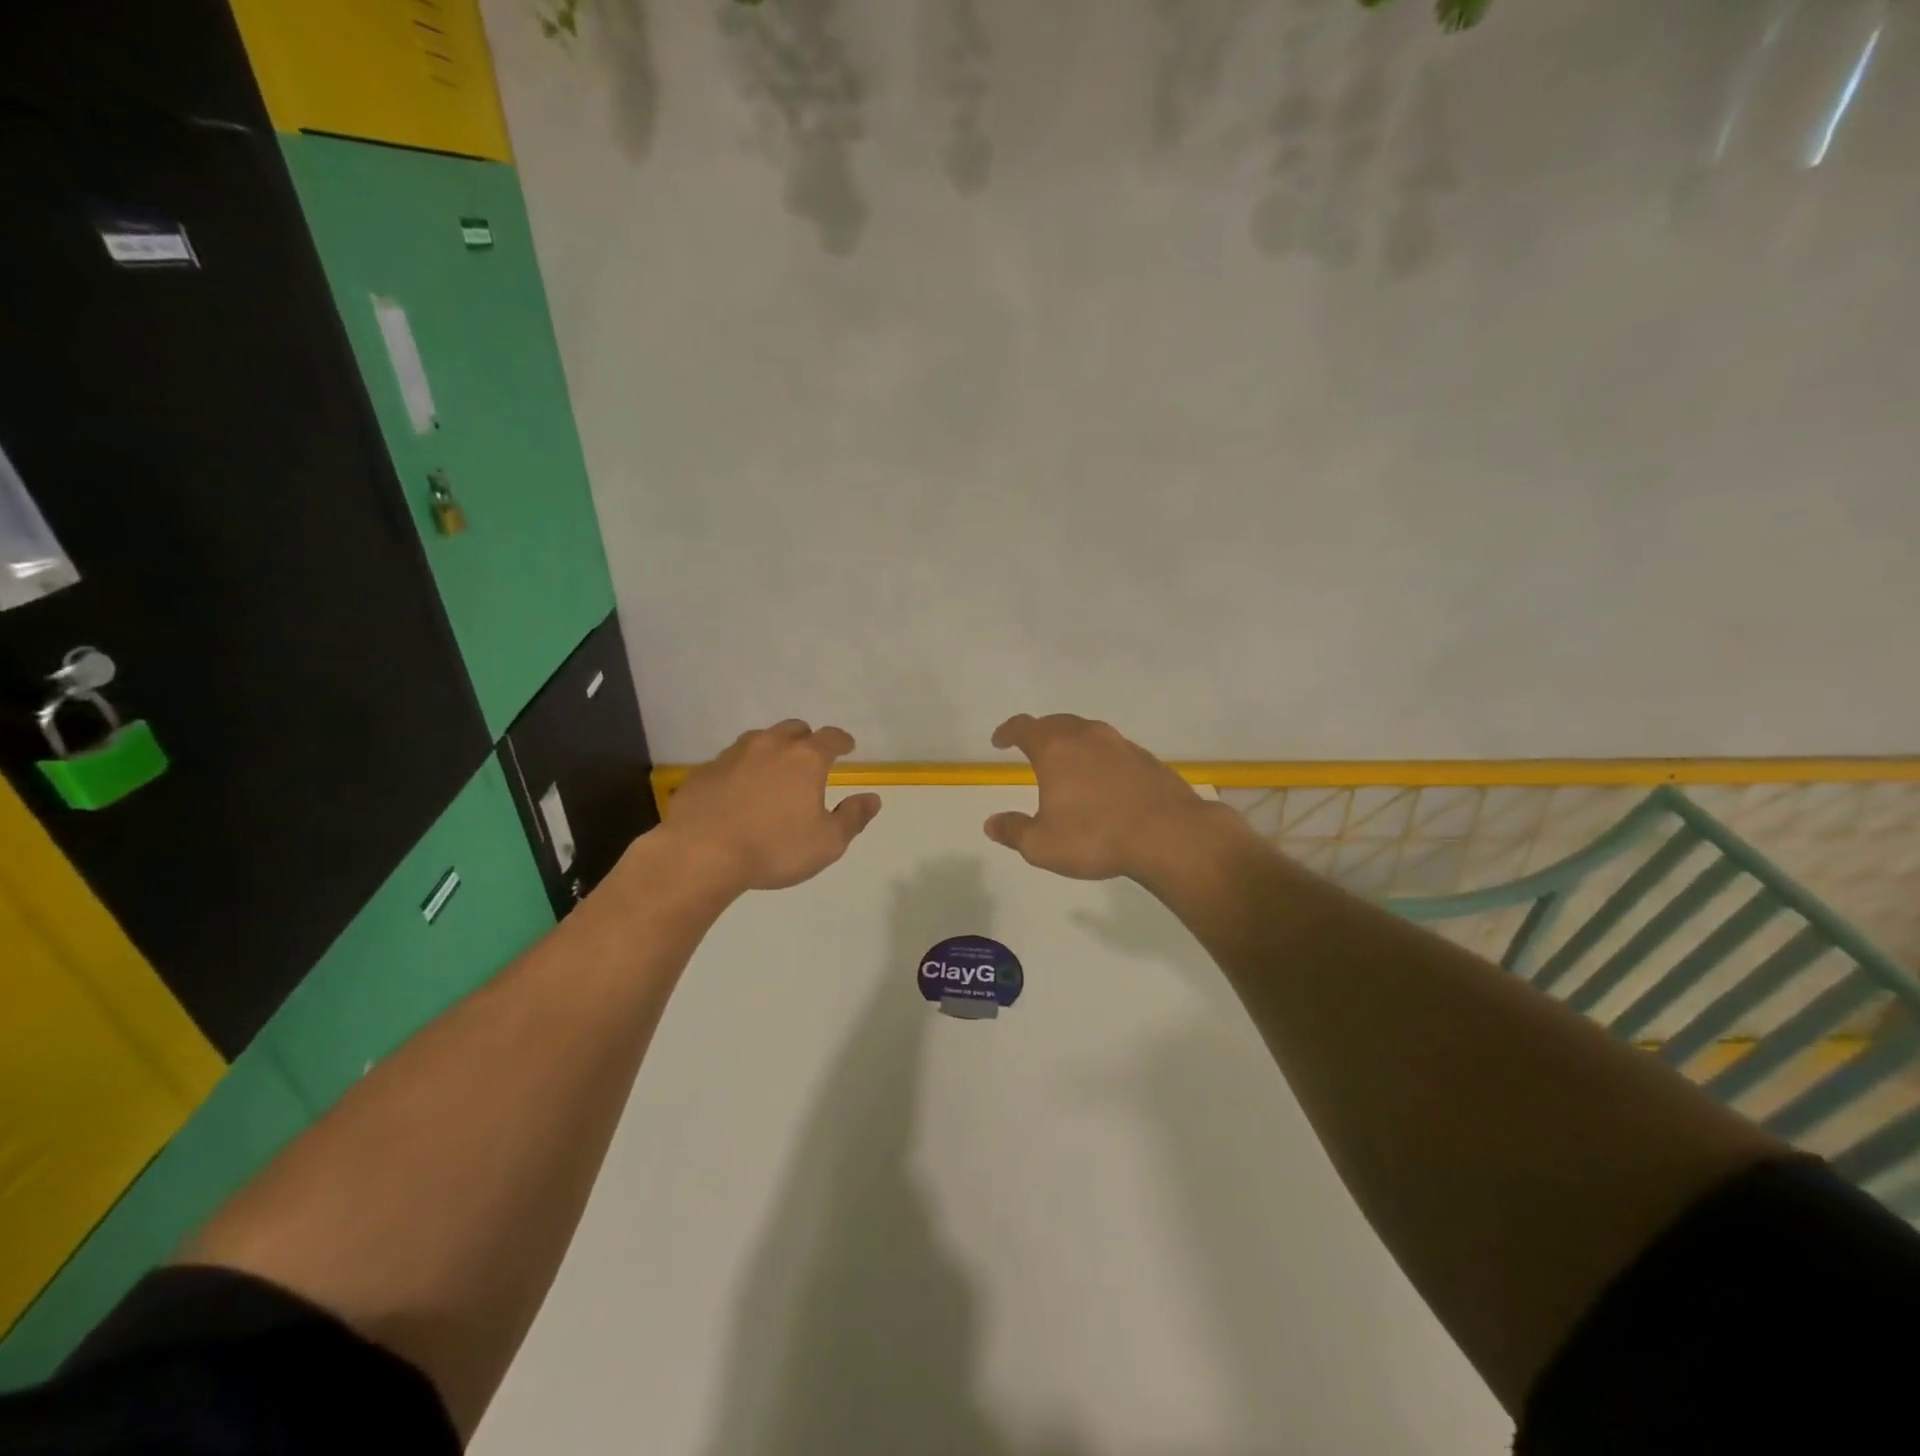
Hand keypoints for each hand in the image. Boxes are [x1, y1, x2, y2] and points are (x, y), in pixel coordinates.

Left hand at [665, 720, 880, 892]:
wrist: (700, 853)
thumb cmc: (774, 848)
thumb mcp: (827, 843)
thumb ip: (852, 818)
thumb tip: (872, 799)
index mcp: (805, 759)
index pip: (831, 737)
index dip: (842, 741)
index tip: (848, 747)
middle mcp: (770, 746)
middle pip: (794, 729)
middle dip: (806, 739)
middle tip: (810, 757)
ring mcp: (732, 755)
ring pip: (759, 740)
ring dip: (772, 749)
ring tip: (774, 771)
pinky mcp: (704, 771)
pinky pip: (729, 761)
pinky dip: (741, 769)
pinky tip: (738, 791)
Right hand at [983, 714, 1222, 881]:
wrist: (1169, 835)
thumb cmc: (1096, 837)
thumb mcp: (1042, 845)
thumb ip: (1014, 831)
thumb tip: (991, 823)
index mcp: (1055, 748)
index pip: (1024, 727)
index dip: (1007, 731)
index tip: (999, 741)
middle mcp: (1087, 736)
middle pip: (1056, 723)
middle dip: (1039, 733)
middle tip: (1031, 749)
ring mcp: (1120, 744)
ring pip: (1088, 732)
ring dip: (1072, 742)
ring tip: (1067, 763)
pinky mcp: (1146, 759)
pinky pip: (1113, 749)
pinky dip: (1099, 757)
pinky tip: (1103, 781)